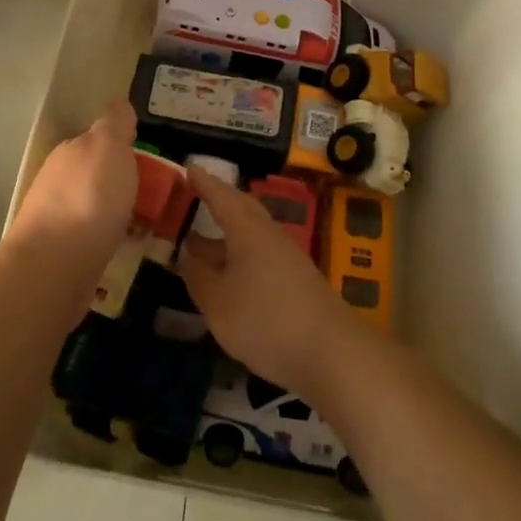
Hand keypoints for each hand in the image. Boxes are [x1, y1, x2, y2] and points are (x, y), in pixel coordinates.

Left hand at [10, 101, 138, 269]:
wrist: (54, 265)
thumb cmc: (89, 198)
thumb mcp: (109, 146)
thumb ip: (115, 124)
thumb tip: (119, 106)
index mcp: (70, 151)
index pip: (97, 140)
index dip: (122, 147)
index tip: (147, 162)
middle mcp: (57, 180)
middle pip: (92, 174)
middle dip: (116, 181)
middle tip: (151, 195)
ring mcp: (54, 218)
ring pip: (90, 206)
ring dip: (111, 211)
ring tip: (143, 225)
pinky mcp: (58, 254)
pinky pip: (90, 237)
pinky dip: (106, 238)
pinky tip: (123, 247)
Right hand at [178, 165, 366, 398]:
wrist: (332, 353)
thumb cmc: (266, 321)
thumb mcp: (218, 303)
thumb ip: (198, 276)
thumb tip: (187, 253)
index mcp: (248, 230)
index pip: (221, 196)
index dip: (204, 183)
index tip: (188, 167)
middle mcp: (269, 235)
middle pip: (242, 209)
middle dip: (218, 201)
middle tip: (196, 197)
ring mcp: (287, 257)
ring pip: (252, 234)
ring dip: (226, 234)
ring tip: (200, 243)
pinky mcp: (297, 281)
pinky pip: (261, 254)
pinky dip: (240, 255)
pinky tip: (229, 276)